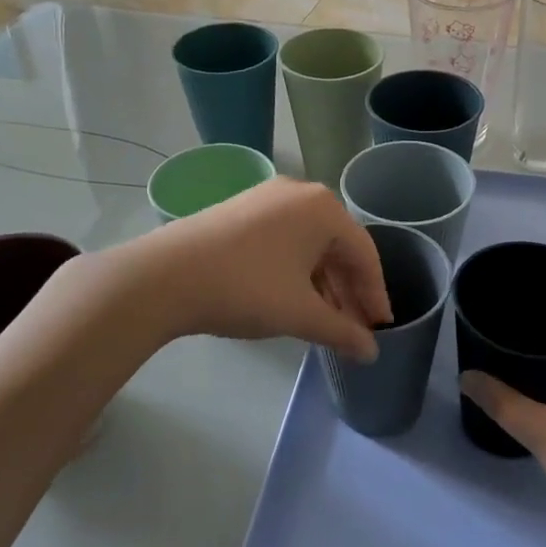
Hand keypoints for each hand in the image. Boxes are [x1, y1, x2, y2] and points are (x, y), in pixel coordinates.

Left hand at [138, 177, 390, 359]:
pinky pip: (284, 240)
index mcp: (324, 209)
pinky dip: (297, 271)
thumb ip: (342, 332)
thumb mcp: (300, 314)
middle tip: (357, 328)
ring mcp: (267, 198)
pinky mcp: (241, 210)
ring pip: (309, 245)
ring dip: (323, 283)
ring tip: (327, 320)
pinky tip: (295, 298)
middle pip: (338, 247)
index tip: (381, 326)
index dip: (375, 294)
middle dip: (349, 291)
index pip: (365, 254)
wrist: (164, 276)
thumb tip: (371, 352)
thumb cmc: (246, 288)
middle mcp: (300, 194)